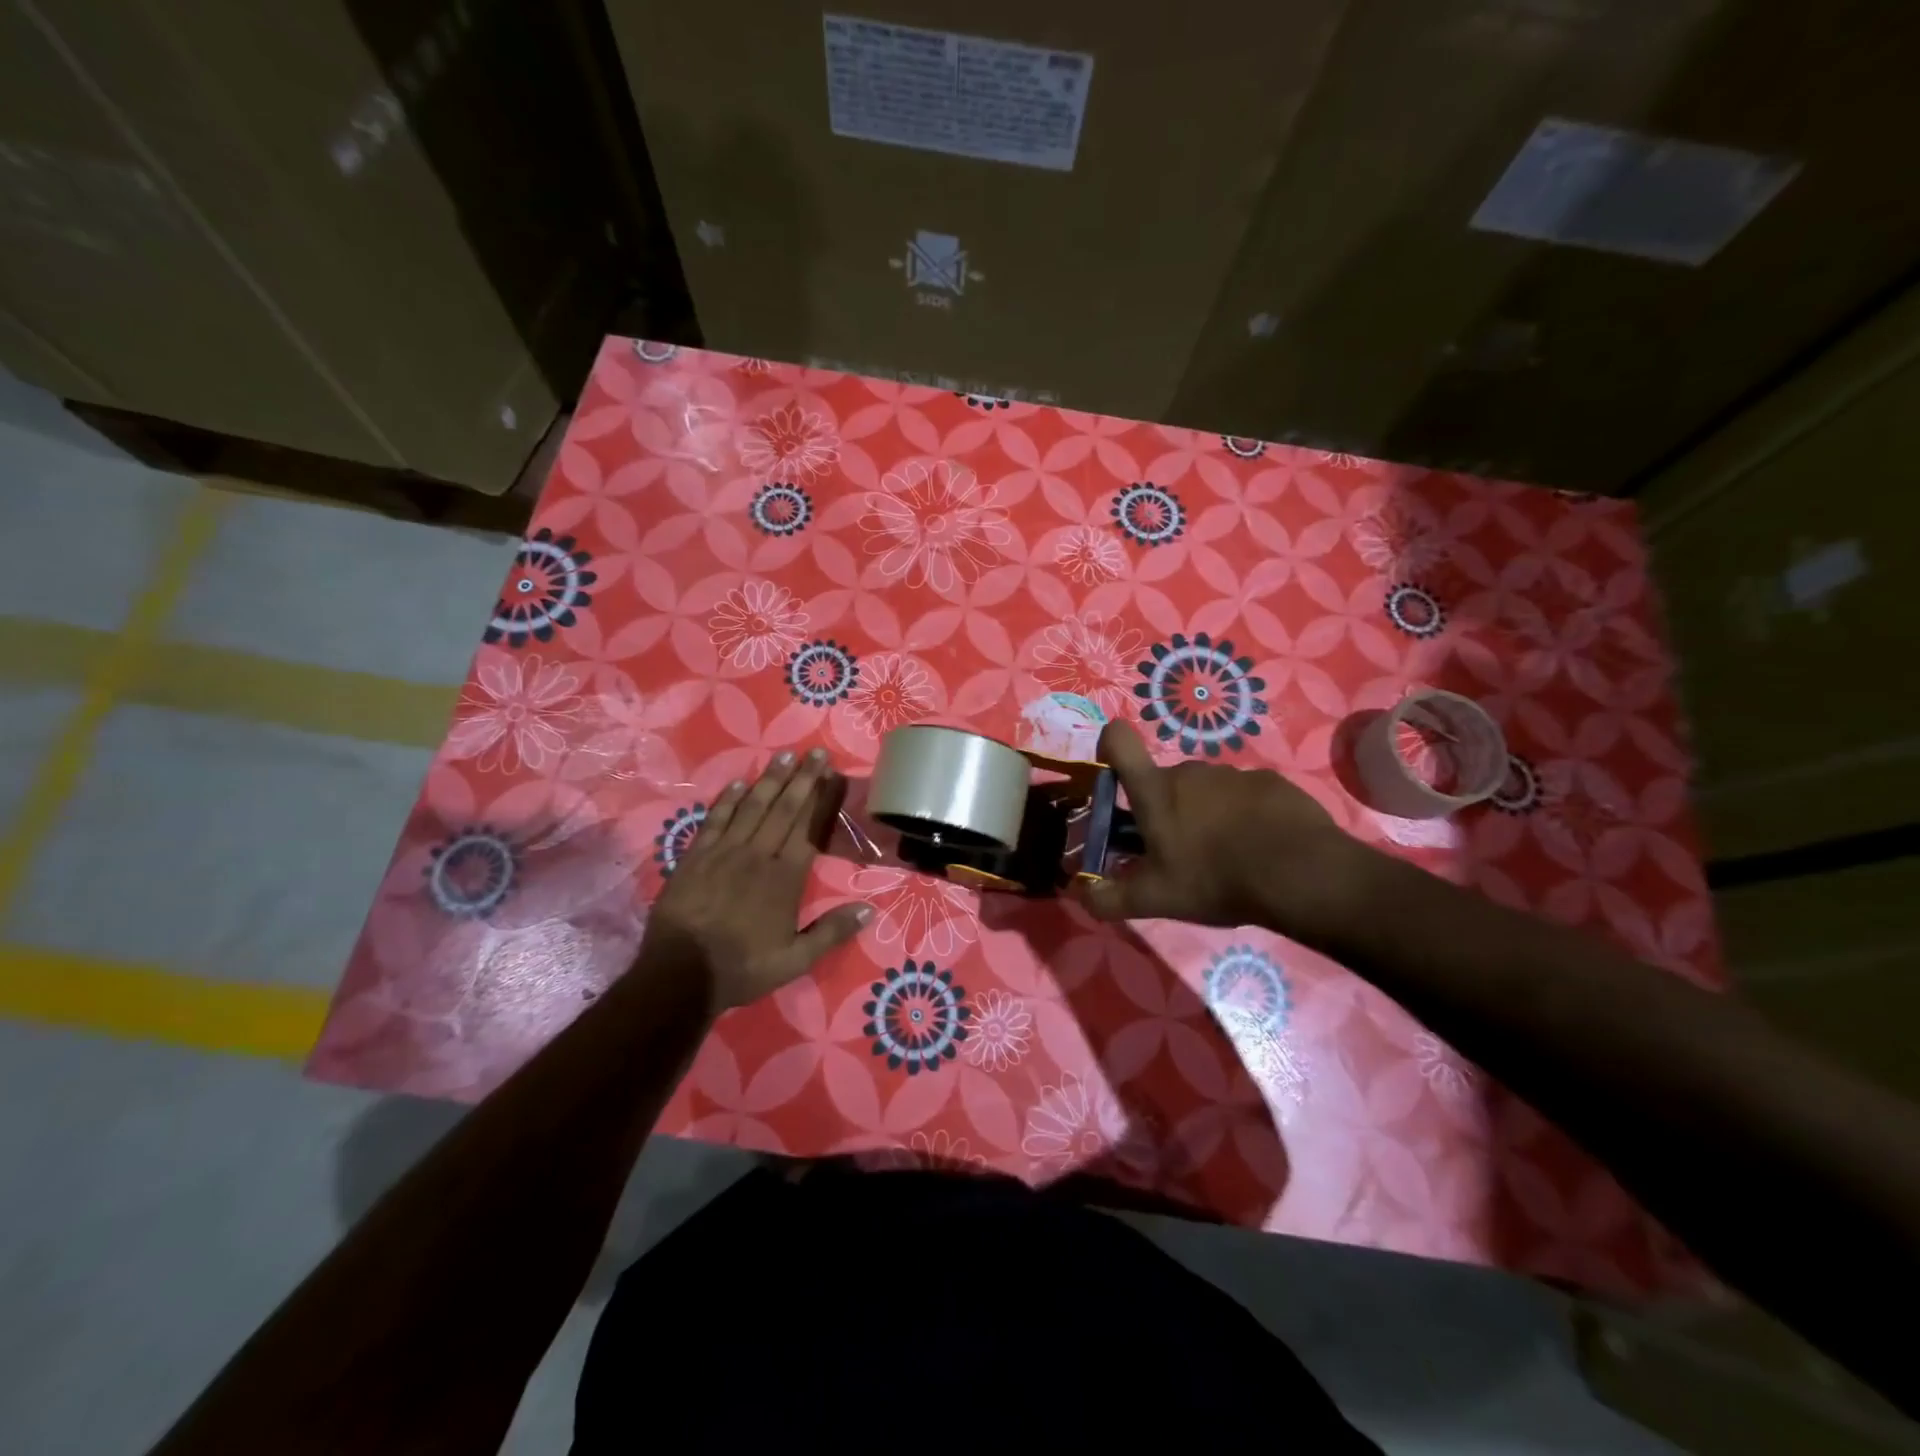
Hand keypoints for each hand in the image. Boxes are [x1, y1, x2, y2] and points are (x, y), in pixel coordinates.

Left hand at [637, 748, 869, 1014]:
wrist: (680, 975)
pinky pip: (715, 820)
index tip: (833, 775)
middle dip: (802, 779)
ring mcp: (724, 852)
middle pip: (784, 810)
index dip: (822, 800)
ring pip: (752, 808)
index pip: (809, 829)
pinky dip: (728, 800)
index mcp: (785, 878)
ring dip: (770, 780)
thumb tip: (869, 910)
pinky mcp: (696, 856)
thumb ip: (831, 933)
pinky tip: (740, 783)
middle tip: (816, 753)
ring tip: (785, 756)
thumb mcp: (795, 960)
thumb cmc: (742, 967)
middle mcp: (758, 856)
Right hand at [1078, 720, 1361, 932]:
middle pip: (1165, 780)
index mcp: (1155, 791)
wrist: (1299, 875)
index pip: (1119, 740)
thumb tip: (1080, 894)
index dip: (1110, 745)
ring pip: (1206, 788)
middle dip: (1166, 808)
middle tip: (1179, 850)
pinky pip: (1244, 794)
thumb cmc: (1215, 880)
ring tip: (1225, 853)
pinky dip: (1244, 814)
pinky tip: (1260, 846)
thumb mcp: (1156, 899)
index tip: (1114, 773)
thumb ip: (1110, 899)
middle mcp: (1190, 771)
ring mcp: (1233, 773)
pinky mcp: (1270, 781)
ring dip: (1206, 812)